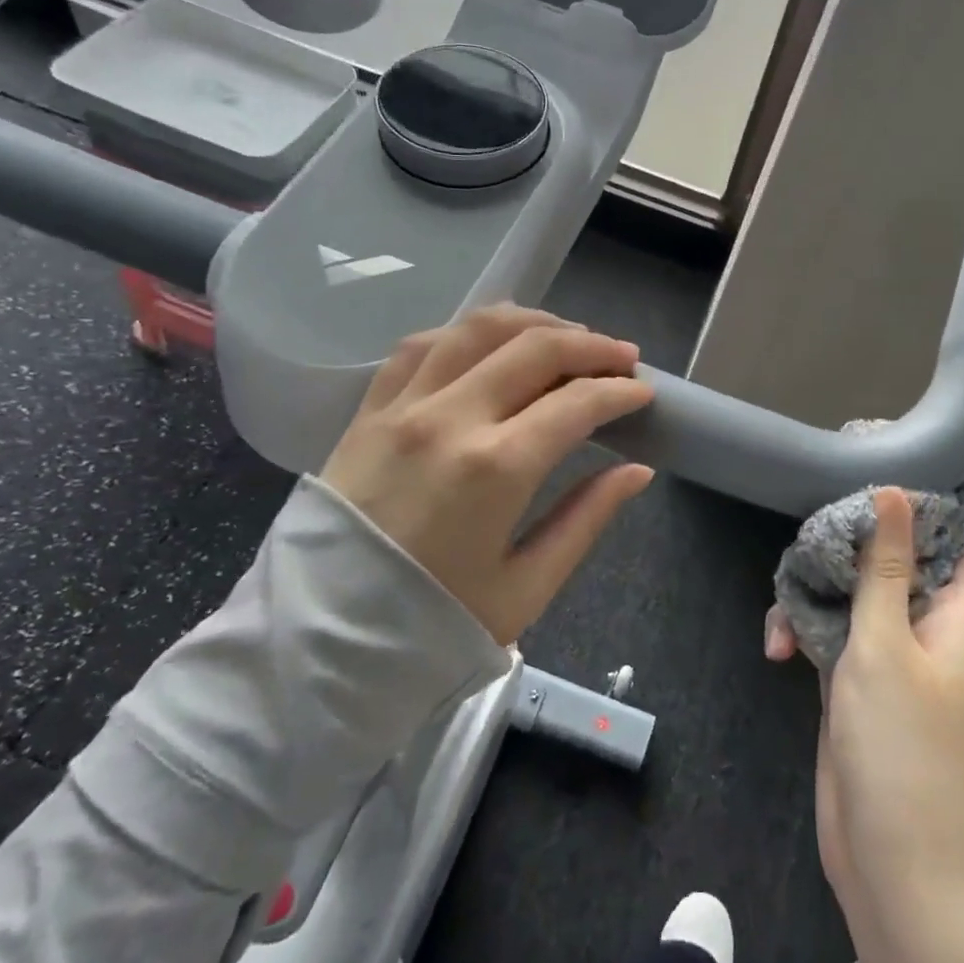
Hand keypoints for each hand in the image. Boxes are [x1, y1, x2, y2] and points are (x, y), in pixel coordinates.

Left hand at [322, 304, 655, 644]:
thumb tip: (637, 471)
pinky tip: (491, 344)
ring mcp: (403, 405)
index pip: (577, 402)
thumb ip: (586, 519)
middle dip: (591, 345)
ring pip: (478, 328)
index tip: (643, 392)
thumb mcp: (526, 587)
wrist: (320, 639)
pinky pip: (423, 344)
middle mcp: (451, 418)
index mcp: (496, 468)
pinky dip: (467, 332)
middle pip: (535, 347)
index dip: (620, 390)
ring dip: (534, 323)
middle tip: (621, 356)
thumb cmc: (433, 623)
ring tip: (566, 336)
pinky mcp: (370, 408)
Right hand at [767, 488, 963, 962]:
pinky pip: (835, 633)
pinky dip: (805, 631)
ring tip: (784, 600)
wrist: (891, 863)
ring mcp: (895, 655)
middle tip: (814, 521)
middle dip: (857, 542)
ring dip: (818, 591)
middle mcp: (935, 629)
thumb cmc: (902, 747)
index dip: (940, 505)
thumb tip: (895, 492)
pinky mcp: (859, 680)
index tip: (888, 469)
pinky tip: (775, 647)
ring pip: (859, 594)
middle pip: (902, 559)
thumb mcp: (885, 645)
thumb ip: (885, 568)